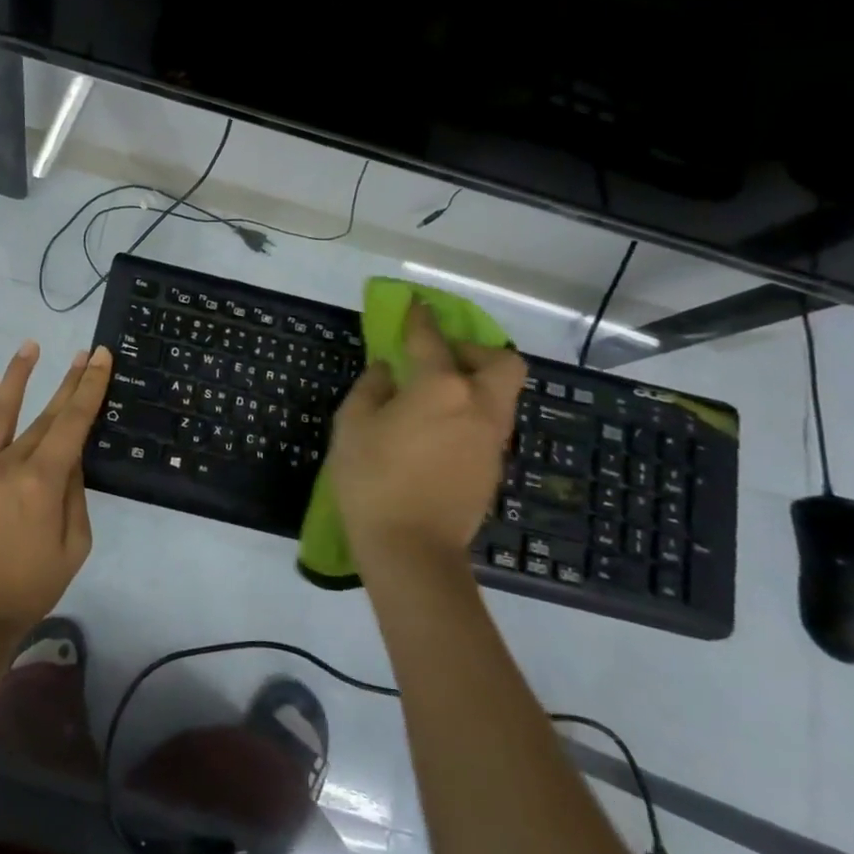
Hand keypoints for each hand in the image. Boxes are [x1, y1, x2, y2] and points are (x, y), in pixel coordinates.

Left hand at [0, 340, 112, 640]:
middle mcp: (9, 463)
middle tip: (84, 354)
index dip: (89, 387)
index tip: (101, 358)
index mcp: (44, 481)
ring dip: (17, 374)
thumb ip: (74, 494)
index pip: (73, 422)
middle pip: (45, 413)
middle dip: (68, 381)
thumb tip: (71, 455)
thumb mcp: (74, 546)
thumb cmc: (30, 587)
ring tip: (31, 346)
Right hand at [327, 301, 525, 564]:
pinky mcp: (493, 467)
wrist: (411, 549)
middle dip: (475, 350)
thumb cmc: (372, 479)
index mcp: (440, 387)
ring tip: (437, 397)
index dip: (421, 318)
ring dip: (476, 383)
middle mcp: (477, 405)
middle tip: (442, 359)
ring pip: (501, 395)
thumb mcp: (353, 425)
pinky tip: (439, 432)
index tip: (416, 305)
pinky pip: (490, 424)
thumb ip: (372, 388)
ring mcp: (491, 439)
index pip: (431, 340)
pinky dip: (471, 414)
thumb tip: (388, 371)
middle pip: (500, 362)